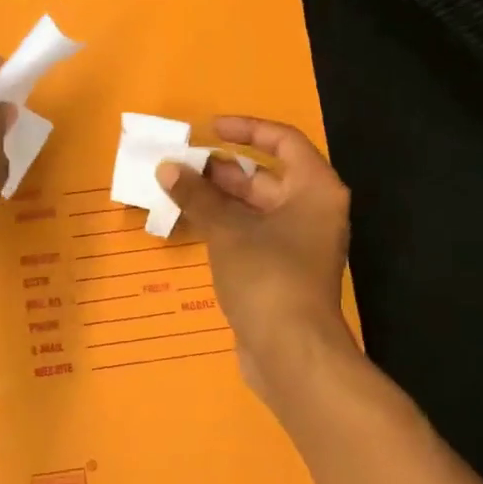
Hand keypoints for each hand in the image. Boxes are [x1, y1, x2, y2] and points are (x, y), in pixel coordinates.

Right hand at [156, 117, 356, 404]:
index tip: (210, 129)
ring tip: (177, 191)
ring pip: (254, 208)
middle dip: (223, 169)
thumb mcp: (228, 231)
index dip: (247, 129)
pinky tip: (190, 224)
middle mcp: (312, 211)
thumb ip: (197, 196)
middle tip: (182, 166)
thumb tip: (167, 168)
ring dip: (218, 199)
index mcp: (314, 190)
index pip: (284, 142)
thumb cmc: (268, 277)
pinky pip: (250, 235)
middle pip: (266, 176)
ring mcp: (297, 244)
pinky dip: (224, 226)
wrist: (292, 353)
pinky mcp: (280, 271)